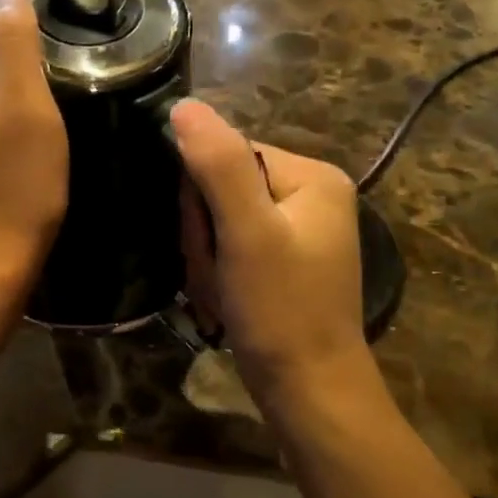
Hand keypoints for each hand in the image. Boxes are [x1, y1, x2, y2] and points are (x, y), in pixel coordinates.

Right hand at [172, 99, 369, 398]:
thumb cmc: (280, 310)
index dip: (200, 197)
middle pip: (224, 186)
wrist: (309, 391)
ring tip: (221, 290)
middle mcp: (312, 195)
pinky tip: (226, 297)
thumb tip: (184, 106)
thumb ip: (218, 165)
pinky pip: (234, 245)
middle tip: (216, 272)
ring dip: (208, 256)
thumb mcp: (246, 233)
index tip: (206, 241)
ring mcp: (300, 230)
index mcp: (313, 177)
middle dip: (205, 232)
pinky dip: (219, 271)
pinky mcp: (286, 260)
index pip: (229, 153)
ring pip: (222, 220)